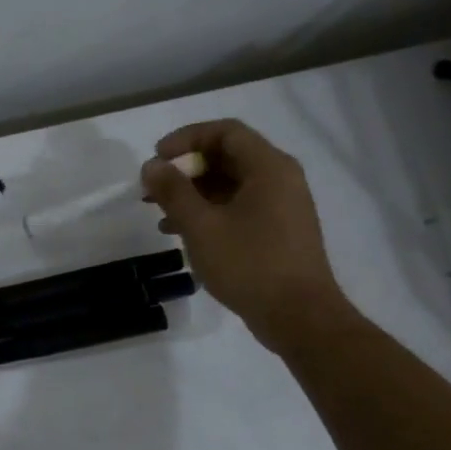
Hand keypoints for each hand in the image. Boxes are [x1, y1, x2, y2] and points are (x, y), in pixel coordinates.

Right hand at [141, 120, 349, 352]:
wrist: (299, 317)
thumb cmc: (250, 265)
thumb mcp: (202, 226)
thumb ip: (174, 191)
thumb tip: (152, 166)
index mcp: (269, 167)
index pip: (225, 132)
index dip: (186, 139)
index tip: (157, 159)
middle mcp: (280, 179)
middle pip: (227, 158)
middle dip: (186, 170)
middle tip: (154, 188)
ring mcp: (282, 207)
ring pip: (231, 186)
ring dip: (194, 194)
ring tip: (160, 214)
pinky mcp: (278, 232)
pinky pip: (239, 208)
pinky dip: (210, 213)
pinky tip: (183, 234)